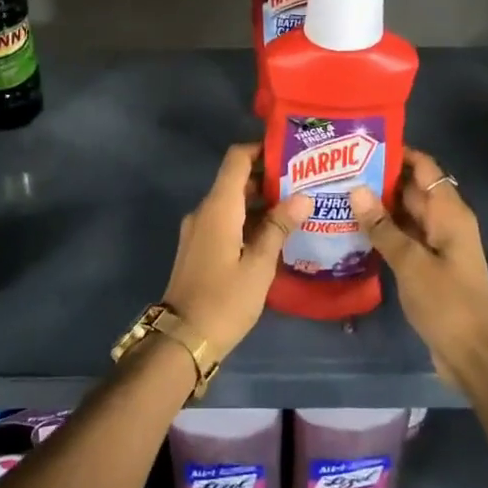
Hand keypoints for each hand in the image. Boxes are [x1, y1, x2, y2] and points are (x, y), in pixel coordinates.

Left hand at [162, 143, 312, 358]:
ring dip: (260, 202)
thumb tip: (302, 197)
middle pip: (235, 180)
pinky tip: (274, 234)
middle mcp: (204, 211)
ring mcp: (198, 230)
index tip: (290, 152)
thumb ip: (279, 228)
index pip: (236, 159)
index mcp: (218, 208)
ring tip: (297, 208)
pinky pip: (225, 221)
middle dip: (268, 178)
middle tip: (304, 183)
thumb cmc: (225, 300)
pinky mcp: (198, 247)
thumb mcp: (259, 265)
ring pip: (231, 203)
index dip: (260, 149)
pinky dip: (248, 220)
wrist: (182, 339)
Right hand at [351, 150, 487, 386]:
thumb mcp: (411, 263)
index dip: (397, 153)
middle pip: (412, 189)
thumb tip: (356, 189)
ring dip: (377, 206)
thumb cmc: (448, 303)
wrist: (474, 355)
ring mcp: (437, 245)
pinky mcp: (428, 266)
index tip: (360, 145)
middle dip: (379, 178)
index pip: (424, 167)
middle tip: (337, 170)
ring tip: (337, 194)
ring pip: (405, 215)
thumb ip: (382, 227)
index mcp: (450, 213)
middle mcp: (445, 222)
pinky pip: (403, 238)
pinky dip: (383, 232)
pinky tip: (352, 229)